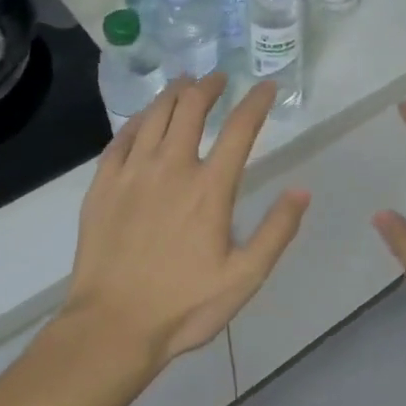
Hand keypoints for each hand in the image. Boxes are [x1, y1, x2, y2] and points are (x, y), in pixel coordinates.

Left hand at [65, 73, 310, 365]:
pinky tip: (144, 119)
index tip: (266, 87)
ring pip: (154, 116)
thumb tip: (302, 190)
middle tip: (218, 78)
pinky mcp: (103, 186)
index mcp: (210, 188)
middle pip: (191, 109)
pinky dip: (138, 121)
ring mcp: (132, 174)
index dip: (256, 102)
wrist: (112, 326)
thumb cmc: (184, 305)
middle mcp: (171, 168)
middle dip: (208, 86)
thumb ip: (277, 231)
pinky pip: (120, 139)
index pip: (239, 129)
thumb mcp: (245, 277)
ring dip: (173, 94)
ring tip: (184, 83)